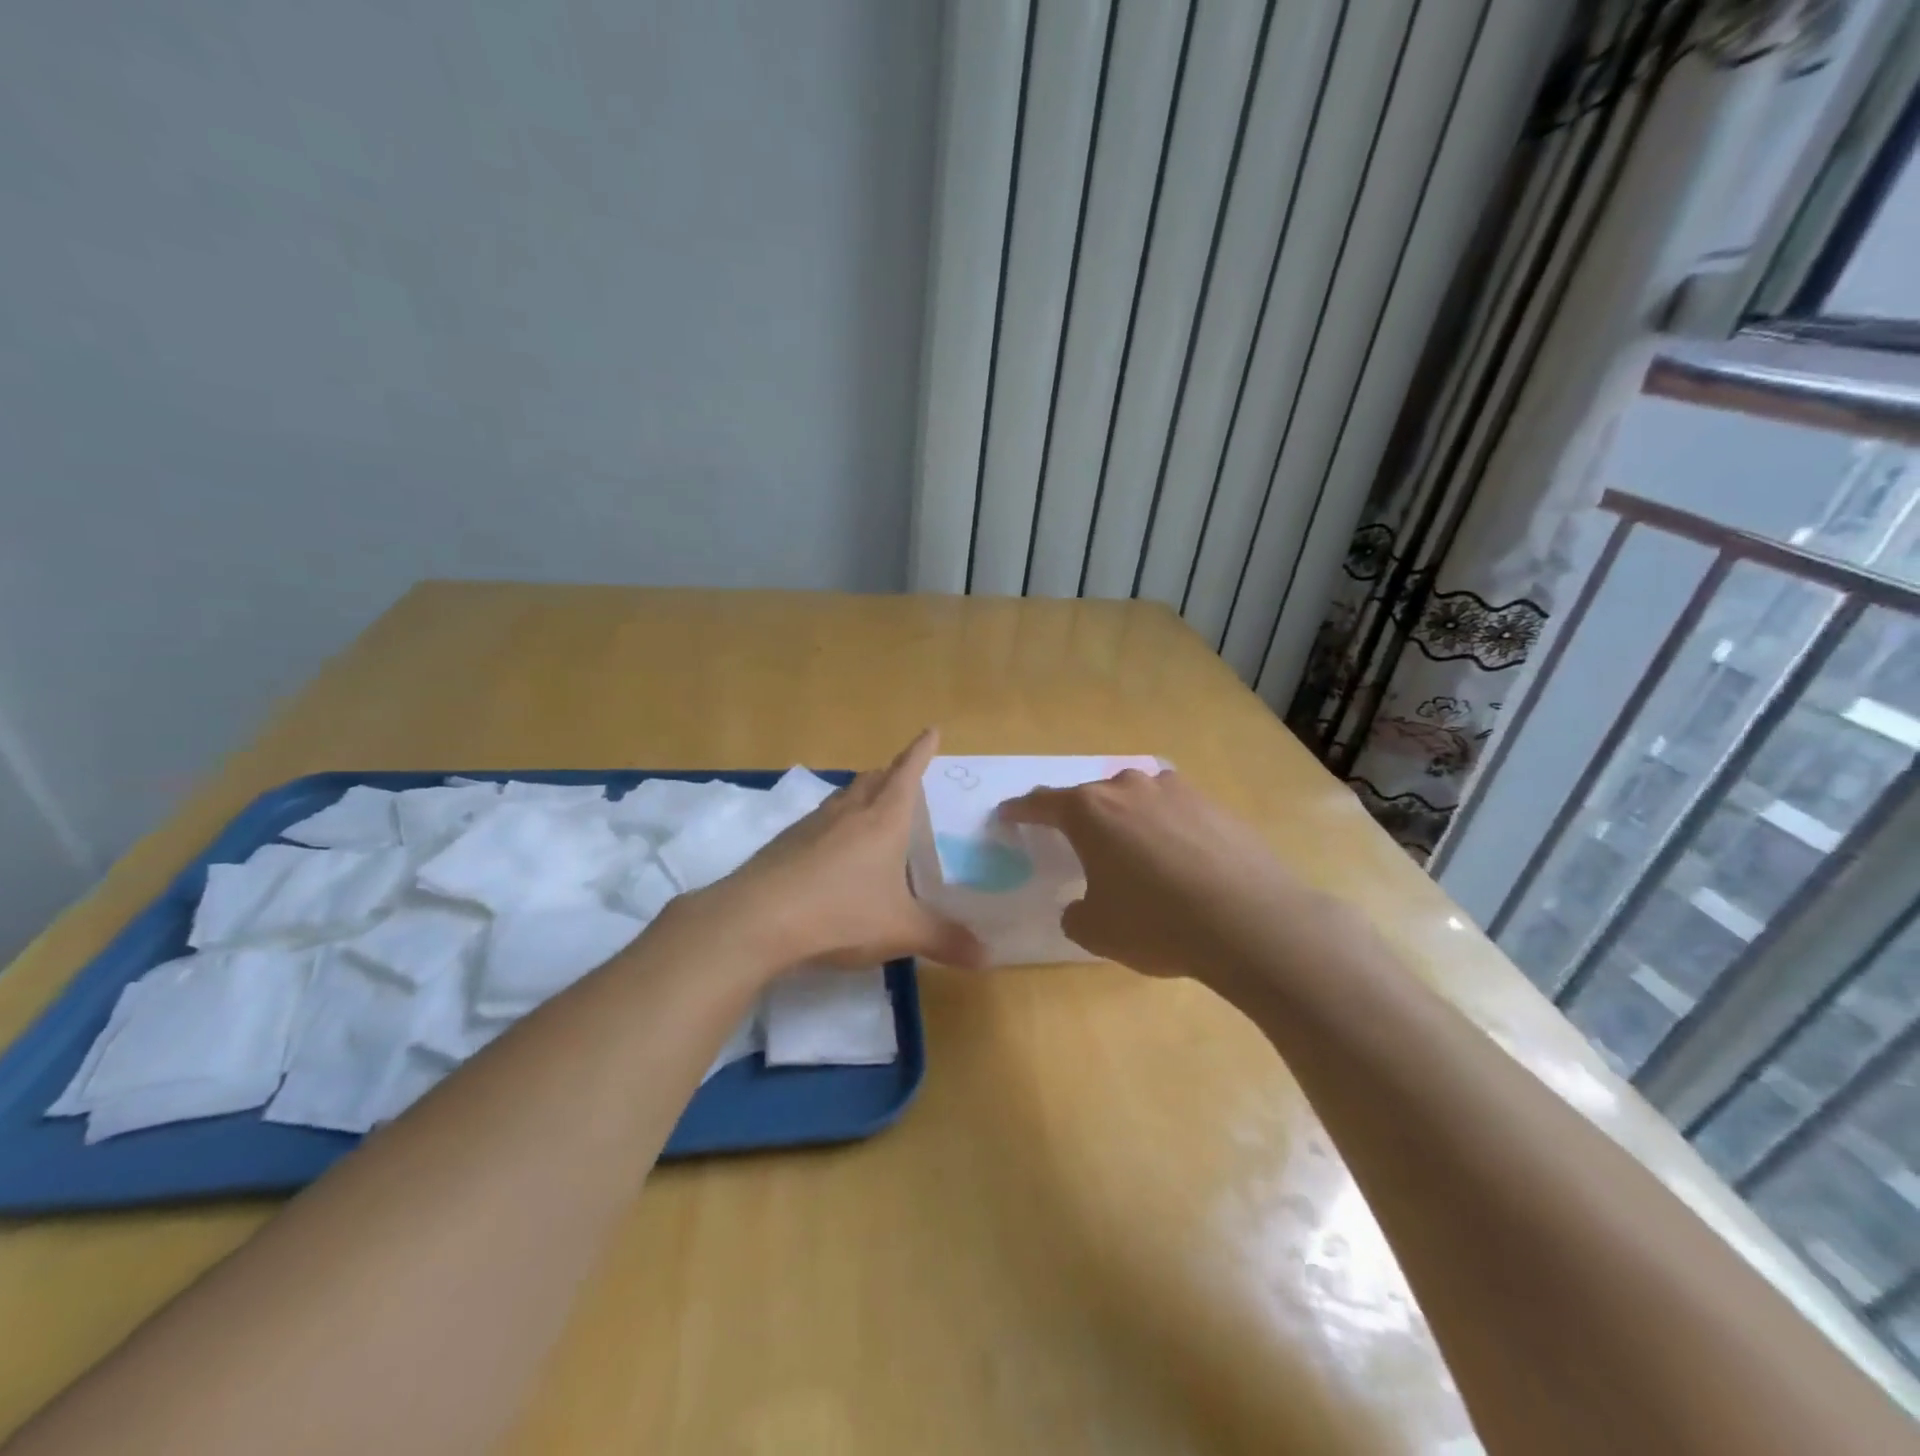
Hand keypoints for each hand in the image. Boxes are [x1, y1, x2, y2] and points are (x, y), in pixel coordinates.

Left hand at [702, 729, 985, 971]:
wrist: (757, 919)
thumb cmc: (841, 914)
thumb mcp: (900, 930)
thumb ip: (945, 939)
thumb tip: (988, 957)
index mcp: (883, 820)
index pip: (907, 773)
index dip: (921, 751)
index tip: (931, 729)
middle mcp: (849, 812)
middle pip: (873, 779)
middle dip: (892, 772)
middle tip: (903, 775)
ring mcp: (812, 824)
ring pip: (844, 796)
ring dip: (861, 793)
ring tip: (870, 805)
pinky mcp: (785, 843)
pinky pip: (819, 820)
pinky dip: (835, 822)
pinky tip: (831, 847)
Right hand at [999, 768, 1319, 983]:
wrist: (1251, 922)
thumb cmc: (1157, 923)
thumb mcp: (1097, 931)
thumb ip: (1076, 913)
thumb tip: (1080, 905)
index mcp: (1090, 811)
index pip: (1042, 803)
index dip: (1021, 811)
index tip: (1008, 815)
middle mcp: (1130, 788)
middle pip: (1092, 797)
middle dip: (1080, 818)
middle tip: (1077, 844)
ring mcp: (1176, 791)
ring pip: (1137, 800)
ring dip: (1127, 820)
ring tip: (1133, 853)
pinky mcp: (1215, 805)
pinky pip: (1175, 812)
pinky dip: (1166, 830)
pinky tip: (1179, 862)